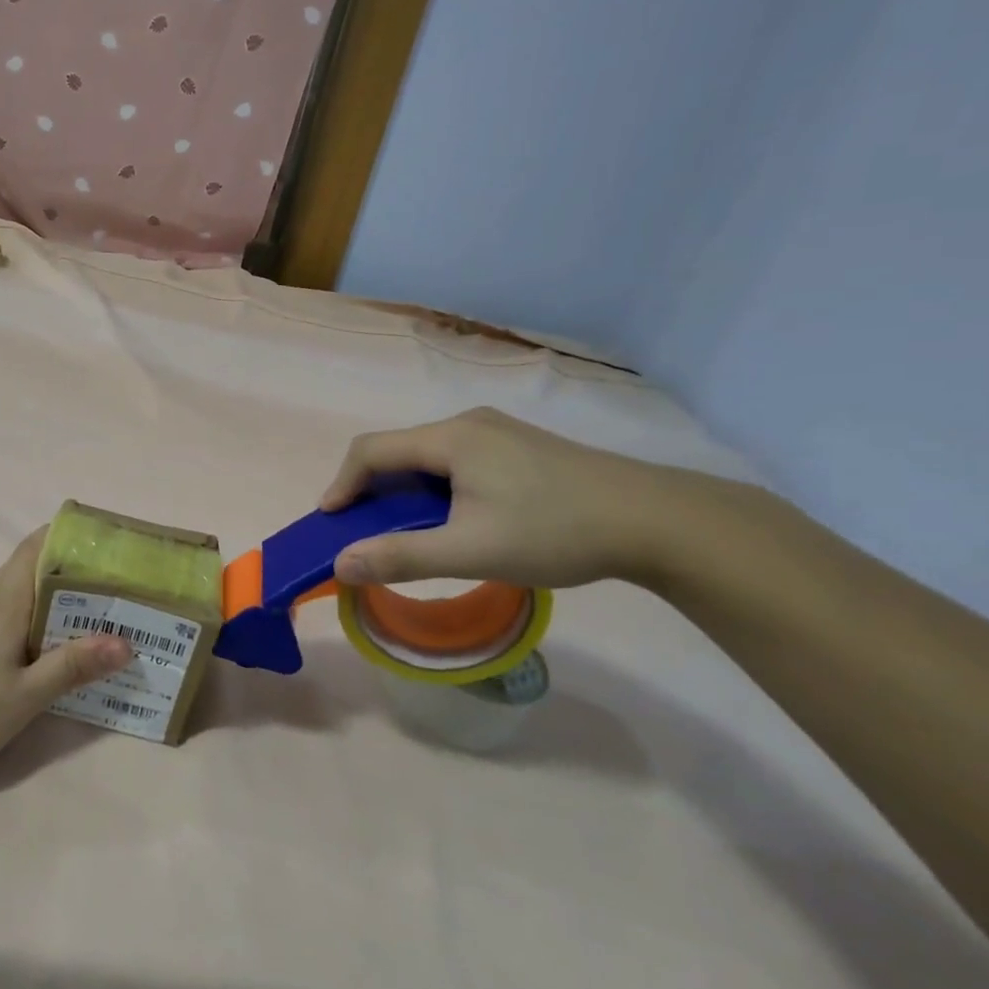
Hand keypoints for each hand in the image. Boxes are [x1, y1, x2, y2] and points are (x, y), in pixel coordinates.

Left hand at [0, 529, 132, 782]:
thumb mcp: (24, 700)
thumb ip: (72, 666)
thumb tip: (125, 639)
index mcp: (3, 604)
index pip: (36, 548)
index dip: (64, 536)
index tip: (93, 542)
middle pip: (19, 568)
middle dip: (53, 573)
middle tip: (85, 595)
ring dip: (19, 590)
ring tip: (40, 614)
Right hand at [321, 408, 692, 589]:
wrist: (657, 522)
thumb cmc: (556, 531)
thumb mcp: (472, 551)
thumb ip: (401, 557)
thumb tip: (340, 564)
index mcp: (452, 438)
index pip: (371, 450)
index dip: (342, 484)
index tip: (330, 522)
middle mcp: (469, 424)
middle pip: (399, 451)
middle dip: (372, 491)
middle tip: (367, 533)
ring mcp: (498, 433)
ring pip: (429, 458)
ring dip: (406, 493)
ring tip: (409, 533)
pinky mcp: (520, 448)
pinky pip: (457, 462)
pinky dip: (436, 490)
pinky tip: (456, 521)